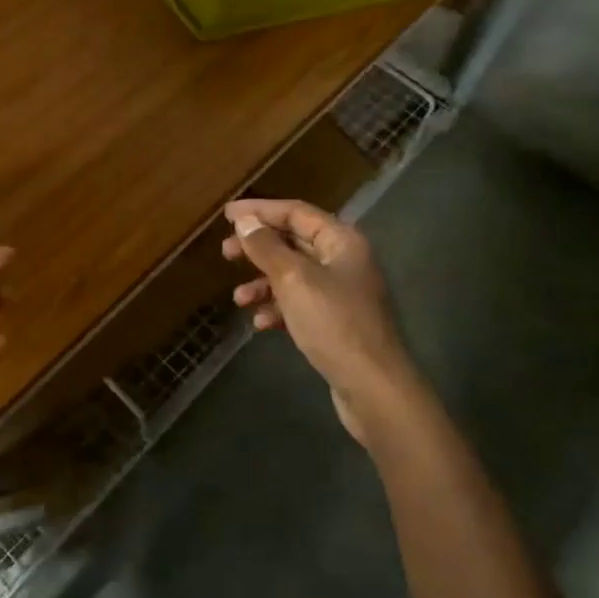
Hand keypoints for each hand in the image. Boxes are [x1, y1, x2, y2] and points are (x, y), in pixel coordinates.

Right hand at [222, 199, 421, 443]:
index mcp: (342, 241)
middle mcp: (344, 261)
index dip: (260, 210)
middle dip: (258, 248)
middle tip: (225, 252)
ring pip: (294, 276)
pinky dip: (278, 308)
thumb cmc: (333, 323)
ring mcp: (342, 293)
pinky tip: (261, 324)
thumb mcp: (294, 279)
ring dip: (264, 283)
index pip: (296, 212)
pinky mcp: (336, 322)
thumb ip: (266, 247)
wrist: (373, 387)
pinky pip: (300, 304)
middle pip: (294, 242)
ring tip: (239, 298)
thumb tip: (244, 221)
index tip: (227, 215)